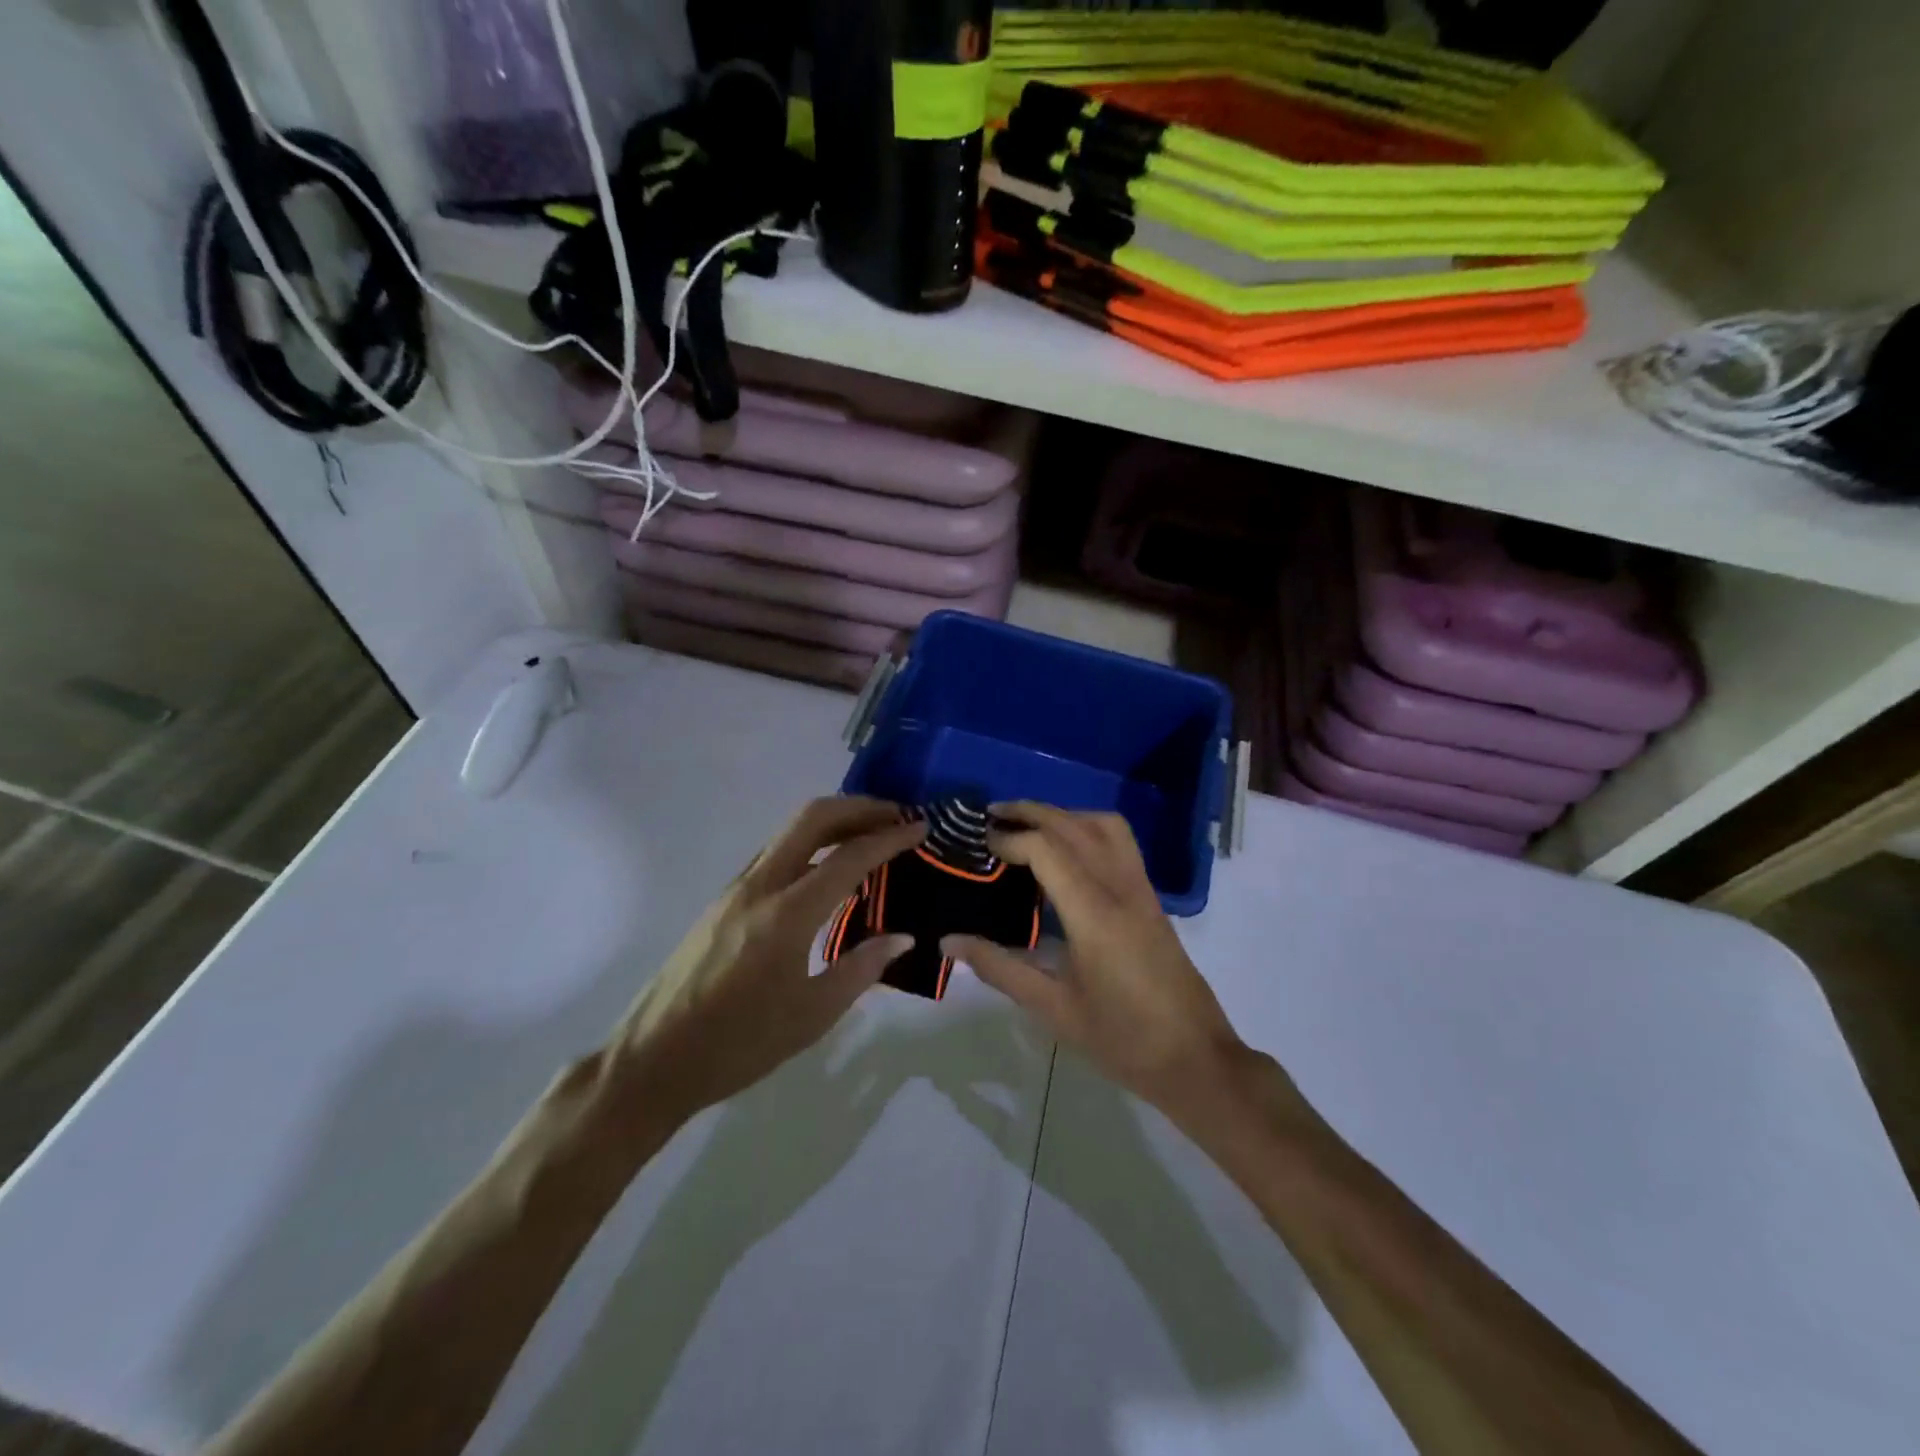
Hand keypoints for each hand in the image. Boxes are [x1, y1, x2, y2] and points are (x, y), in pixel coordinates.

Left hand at [606, 797, 924, 1132]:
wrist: (652, 1060)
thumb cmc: (738, 1045)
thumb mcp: (812, 1016)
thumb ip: (861, 969)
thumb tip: (902, 936)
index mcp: (786, 915)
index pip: (848, 858)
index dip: (889, 838)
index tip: (920, 828)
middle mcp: (759, 886)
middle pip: (811, 818)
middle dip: (858, 807)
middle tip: (895, 815)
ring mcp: (736, 889)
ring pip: (789, 830)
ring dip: (833, 821)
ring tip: (869, 833)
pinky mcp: (724, 900)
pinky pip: (776, 853)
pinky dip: (810, 843)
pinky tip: (828, 867)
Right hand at [944, 804, 1246, 1125]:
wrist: (1195, 1059)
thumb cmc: (1121, 1039)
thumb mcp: (1053, 1008)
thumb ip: (999, 968)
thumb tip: (948, 942)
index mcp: (1094, 914)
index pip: (1047, 850)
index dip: (1011, 838)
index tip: (981, 843)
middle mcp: (1120, 888)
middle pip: (1074, 825)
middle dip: (1031, 812)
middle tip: (992, 815)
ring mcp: (1141, 889)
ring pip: (1104, 825)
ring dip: (1064, 814)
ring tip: (1030, 825)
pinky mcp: (1152, 898)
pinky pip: (1121, 842)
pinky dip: (1088, 828)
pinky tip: (1068, 852)